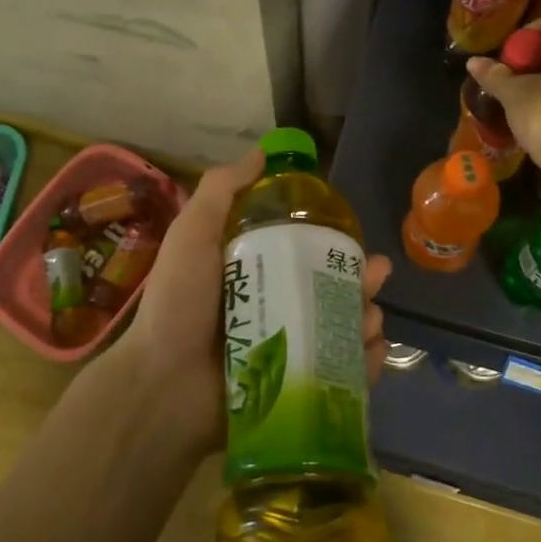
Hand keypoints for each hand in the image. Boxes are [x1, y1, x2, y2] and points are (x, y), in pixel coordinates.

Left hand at [108, 148, 393, 456]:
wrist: (163, 386)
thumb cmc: (179, 304)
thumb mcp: (193, 234)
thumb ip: (221, 191)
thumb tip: (262, 153)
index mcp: (250, 272)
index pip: (299, 250)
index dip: (329, 239)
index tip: (350, 230)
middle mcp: (269, 307)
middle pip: (326, 289)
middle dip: (358, 279)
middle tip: (376, 274)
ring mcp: (284, 350)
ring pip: (338, 329)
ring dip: (364, 318)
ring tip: (372, 315)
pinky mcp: (294, 388)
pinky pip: (338, 373)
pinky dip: (362, 363)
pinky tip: (372, 350)